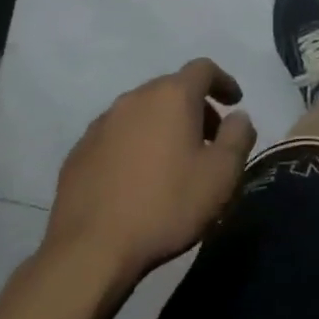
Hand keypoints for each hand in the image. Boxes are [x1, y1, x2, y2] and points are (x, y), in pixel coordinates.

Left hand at [42, 58, 256, 289]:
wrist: (90, 250)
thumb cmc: (167, 205)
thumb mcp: (222, 174)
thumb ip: (239, 136)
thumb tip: (238, 117)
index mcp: (171, 96)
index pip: (203, 69)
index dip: (224, 81)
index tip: (235, 103)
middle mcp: (133, 99)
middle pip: (171, 89)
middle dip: (195, 108)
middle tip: (210, 140)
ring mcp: (101, 125)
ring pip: (142, 112)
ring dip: (164, 126)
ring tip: (174, 162)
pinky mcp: (79, 152)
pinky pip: (117, 136)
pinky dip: (136, 145)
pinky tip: (139, 178)